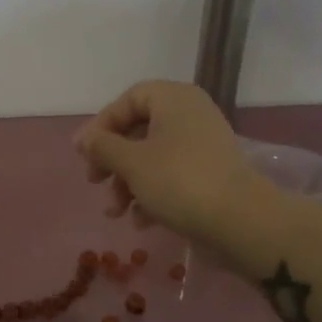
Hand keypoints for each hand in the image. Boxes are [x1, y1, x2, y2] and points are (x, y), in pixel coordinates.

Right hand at [73, 80, 268, 244]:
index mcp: (174, 99)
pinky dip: (152, 195)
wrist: (239, 219)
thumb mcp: (132, 163)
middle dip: (113, 162)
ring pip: (153, 158)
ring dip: (128, 185)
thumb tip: (84, 139)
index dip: (101, 125)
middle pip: (139, 131)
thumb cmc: (179, 181)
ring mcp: (202, 145)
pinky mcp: (210, 174)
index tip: (82, 153)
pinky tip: (142, 222)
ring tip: (116, 213)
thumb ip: (103, 147)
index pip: (129, 100)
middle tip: (94, 182)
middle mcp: (190, 115)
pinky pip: (171, 176)